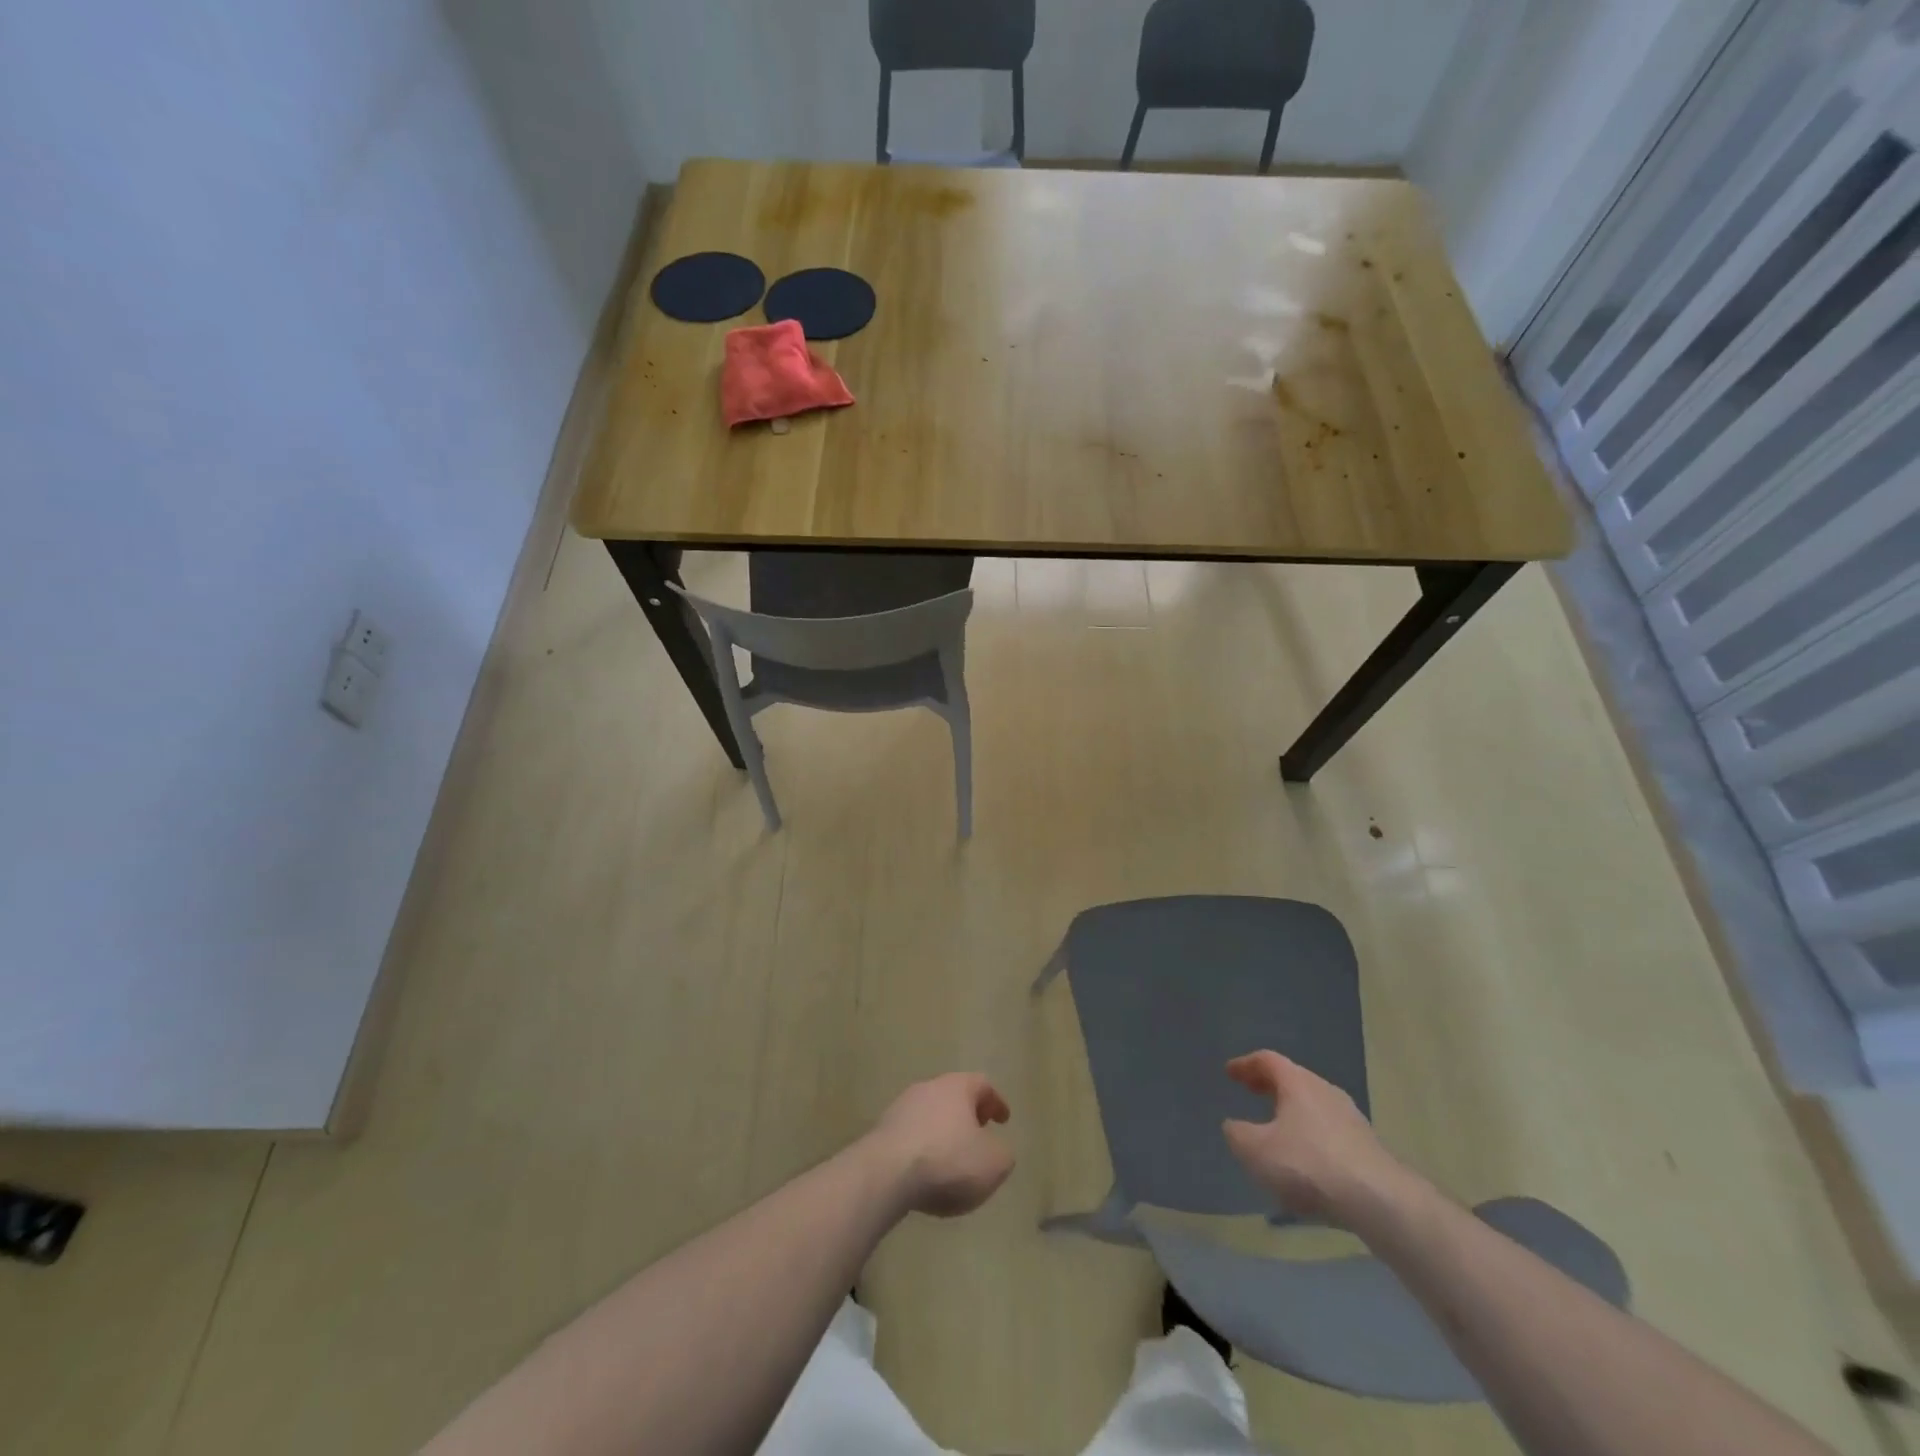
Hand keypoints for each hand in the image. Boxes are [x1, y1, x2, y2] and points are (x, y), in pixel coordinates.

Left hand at [870, 1073, 1014, 1217]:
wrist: (886, 1174)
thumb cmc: (948, 1161)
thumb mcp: (994, 1163)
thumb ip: (1003, 1153)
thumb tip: (996, 1149)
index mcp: (957, 1087)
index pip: (982, 1084)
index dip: (996, 1102)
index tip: (1004, 1120)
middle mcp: (928, 1088)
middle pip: (953, 1095)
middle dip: (968, 1114)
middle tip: (979, 1134)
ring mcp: (901, 1108)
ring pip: (930, 1114)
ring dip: (943, 1131)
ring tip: (952, 1158)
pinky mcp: (882, 1131)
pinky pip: (911, 1135)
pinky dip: (924, 1147)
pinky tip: (926, 1172)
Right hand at [1222, 1051, 1408, 1228]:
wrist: (1380, 1201)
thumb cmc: (1309, 1164)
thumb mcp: (1256, 1150)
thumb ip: (1238, 1134)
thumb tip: (1233, 1125)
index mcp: (1297, 1082)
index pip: (1267, 1060)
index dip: (1245, 1064)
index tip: (1229, 1072)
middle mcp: (1325, 1091)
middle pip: (1293, 1079)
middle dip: (1269, 1085)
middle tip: (1250, 1091)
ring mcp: (1351, 1118)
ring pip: (1313, 1105)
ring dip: (1291, 1111)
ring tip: (1276, 1128)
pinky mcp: (1367, 1147)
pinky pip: (1329, 1130)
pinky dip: (1310, 1134)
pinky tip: (1305, 1159)